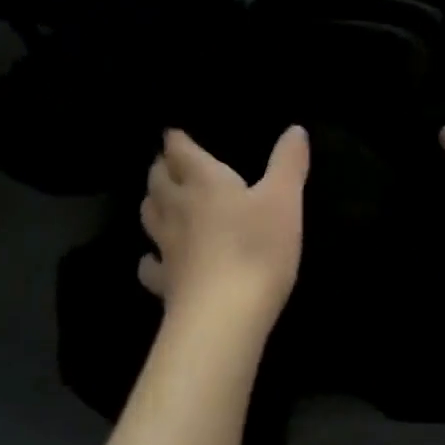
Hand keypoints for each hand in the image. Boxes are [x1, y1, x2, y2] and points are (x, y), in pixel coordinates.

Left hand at [139, 126, 309, 330]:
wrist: (224, 315)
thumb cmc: (257, 249)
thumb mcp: (284, 200)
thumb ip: (288, 163)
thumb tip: (295, 129)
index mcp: (205, 182)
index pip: (181, 152)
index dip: (176, 140)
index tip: (172, 133)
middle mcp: (178, 208)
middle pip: (158, 181)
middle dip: (161, 168)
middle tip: (167, 163)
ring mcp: (166, 247)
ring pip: (149, 215)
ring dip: (152, 202)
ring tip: (160, 199)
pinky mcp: (164, 282)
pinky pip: (150, 265)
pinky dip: (150, 258)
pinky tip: (156, 259)